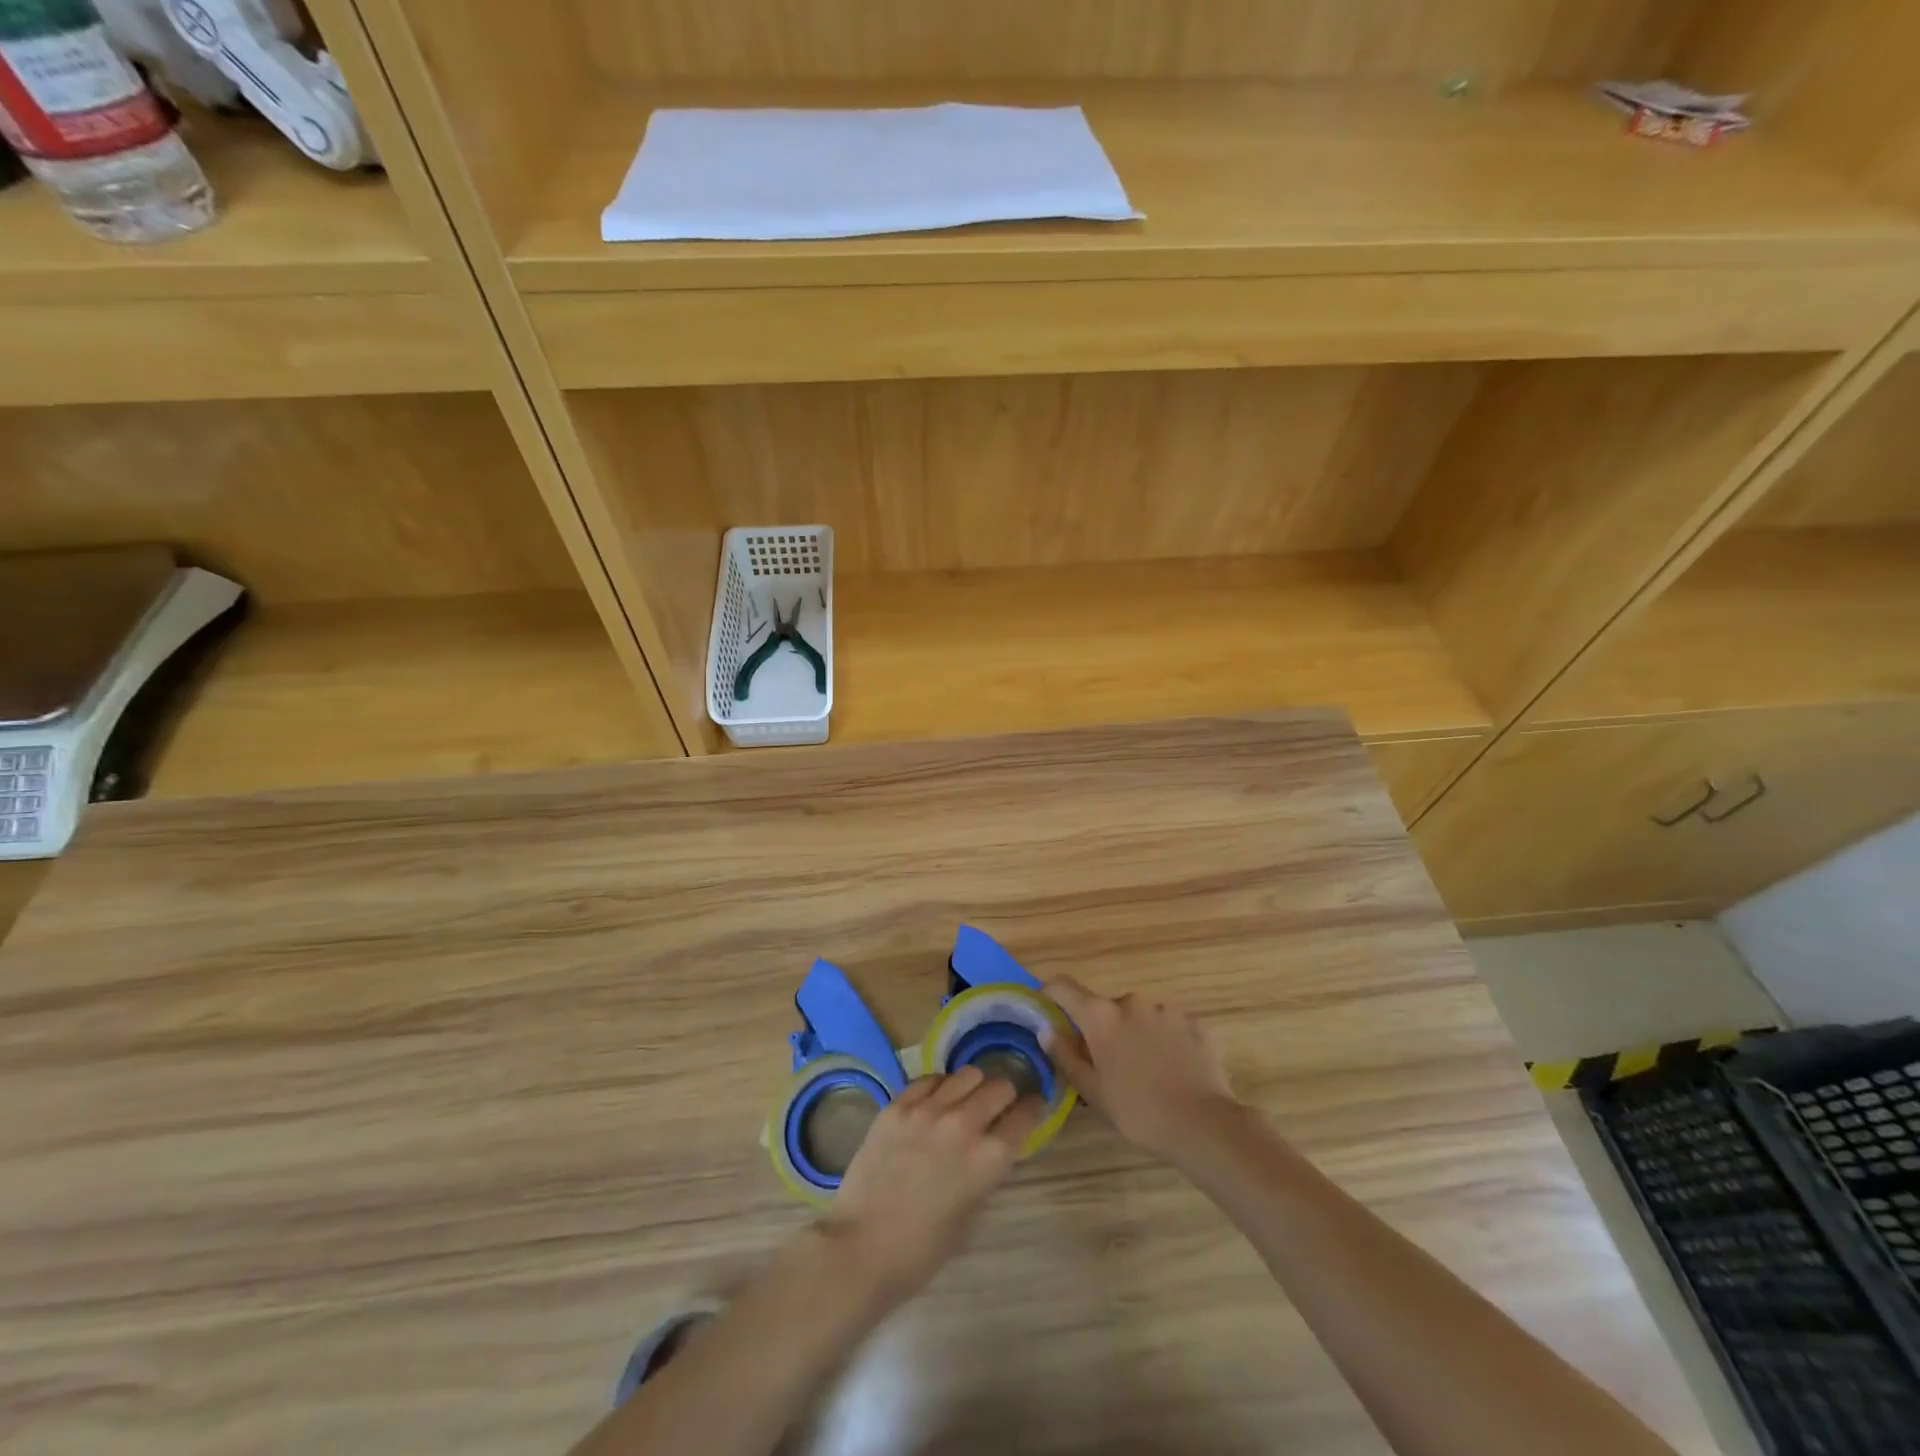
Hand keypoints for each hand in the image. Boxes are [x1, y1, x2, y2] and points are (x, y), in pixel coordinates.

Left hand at [825, 1067, 1043, 1301]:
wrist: (862, 1248)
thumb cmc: (922, 1249)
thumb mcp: (971, 1214)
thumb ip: (986, 1171)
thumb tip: (992, 1146)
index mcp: (989, 1159)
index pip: (1025, 1115)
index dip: (1033, 1109)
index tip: (1033, 1106)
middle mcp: (963, 1124)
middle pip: (999, 1086)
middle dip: (1005, 1095)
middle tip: (998, 1106)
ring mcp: (927, 1110)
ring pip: (967, 1074)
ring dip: (973, 1086)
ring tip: (966, 1100)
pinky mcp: (897, 1105)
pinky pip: (930, 1079)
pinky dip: (940, 1086)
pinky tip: (935, 1101)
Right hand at [1043, 976, 1241, 1163]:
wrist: (1204, 1124)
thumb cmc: (1138, 1111)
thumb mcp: (1093, 1091)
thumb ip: (1065, 1056)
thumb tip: (1045, 1030)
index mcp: (1101, 1015)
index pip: (1063, 987)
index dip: (1050, 995)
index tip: (1048, 1012)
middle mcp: (1131, 1001)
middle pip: (1104, 1007)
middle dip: (1101, 1029)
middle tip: (1106, 1064)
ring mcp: (1165, 1008)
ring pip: (1137, 1016)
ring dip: (1134, 1034)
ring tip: (1145, 1072)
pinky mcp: (1193, 1021)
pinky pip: (1166, 1025)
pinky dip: (1162, 1040)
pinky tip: (1171, 1070)